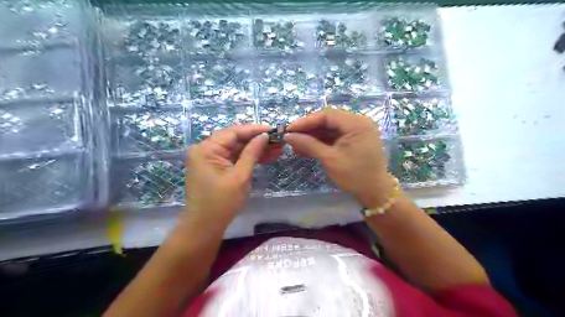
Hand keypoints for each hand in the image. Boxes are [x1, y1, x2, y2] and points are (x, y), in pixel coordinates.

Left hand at [186, 126, 282, 225]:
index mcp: (206, 149)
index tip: (272, 130)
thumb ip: (252, 153)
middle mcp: (206, 150)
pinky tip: (267, 157)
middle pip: (235, 140)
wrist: (205, 227)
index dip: (254, 130)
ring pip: (237, 149)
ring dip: (256, 150)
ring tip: (278, 149)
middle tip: (278, 140)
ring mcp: (210, 159)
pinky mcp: (216, 168)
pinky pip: (234, 159)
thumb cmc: (222, 202)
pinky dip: (249, 159)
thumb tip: (264, 136)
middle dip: (257, 141)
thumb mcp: (240, 176)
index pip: (233, 132)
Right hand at [287, 108, 393, 208]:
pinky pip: (336, 136)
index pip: (327, 115)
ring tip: (297, 146)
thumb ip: (308, 144)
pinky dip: (322, 142)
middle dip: (309, 130)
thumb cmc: (354, 176)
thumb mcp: (329, 159)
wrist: (375, 193)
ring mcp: (358, 130)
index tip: (289, 130)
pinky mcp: (355, 139)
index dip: (306, 121)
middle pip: (328, 120)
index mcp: (356, 123)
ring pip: (330, 128)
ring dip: (314, 136)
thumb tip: (288, 136)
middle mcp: (359, 122)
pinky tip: (308, 148)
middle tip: (291, 138)